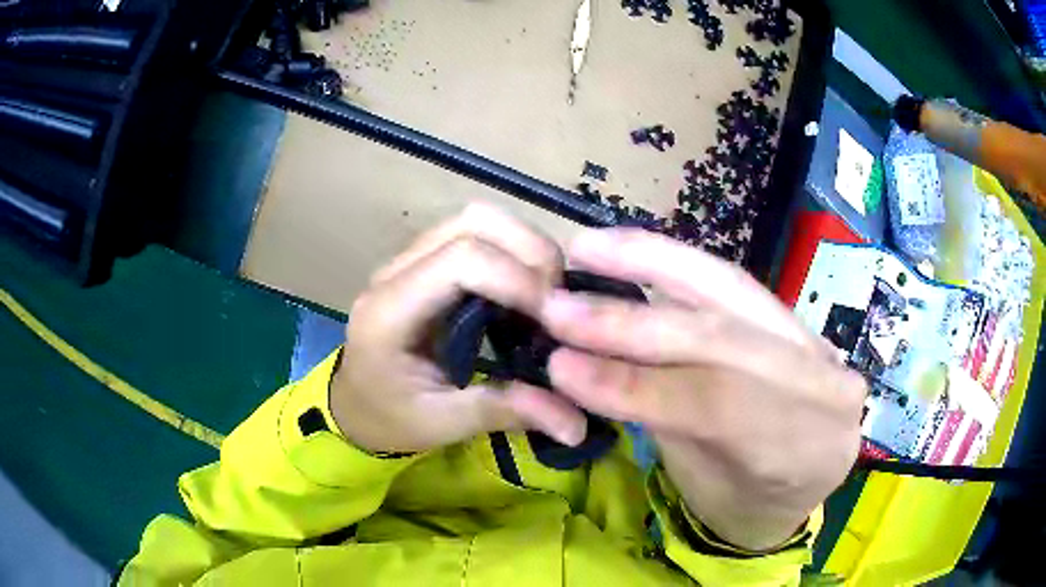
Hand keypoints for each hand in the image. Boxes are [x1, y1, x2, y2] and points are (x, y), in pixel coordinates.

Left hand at [330, 204, 587, 453]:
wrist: (355, 406)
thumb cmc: (389, 418)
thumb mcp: (441, 424)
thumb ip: (503, 412)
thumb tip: (577, 424)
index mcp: (390, 311)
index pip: (461, 261)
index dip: (518, 281)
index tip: (554, 322)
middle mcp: (397, 271)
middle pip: (472, 222)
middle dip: (530, 251)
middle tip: (560, 301)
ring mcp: (410, 259)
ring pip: (477, 219)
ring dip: (524, 246)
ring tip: (549, 294)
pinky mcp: (425, 261)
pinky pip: (476, 234)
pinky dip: (513, 251)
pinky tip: (527, 290)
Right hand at [540, 228, 864, 550]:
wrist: (799, 483)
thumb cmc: (744, 498)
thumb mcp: (702, 477)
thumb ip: (659, 416)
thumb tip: (579, 366)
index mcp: (807, 452)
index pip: (719, 407)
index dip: (637, 385)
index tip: (560, 368)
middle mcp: (827, 387)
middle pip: (727, 339)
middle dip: (634, 321)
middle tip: (559, 306)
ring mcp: (820, 346)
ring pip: (735, 292)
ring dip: (654, 264)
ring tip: (590, 248)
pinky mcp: (800, 320)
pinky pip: (735, 286)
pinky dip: (679, 265)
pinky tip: (635, 251)